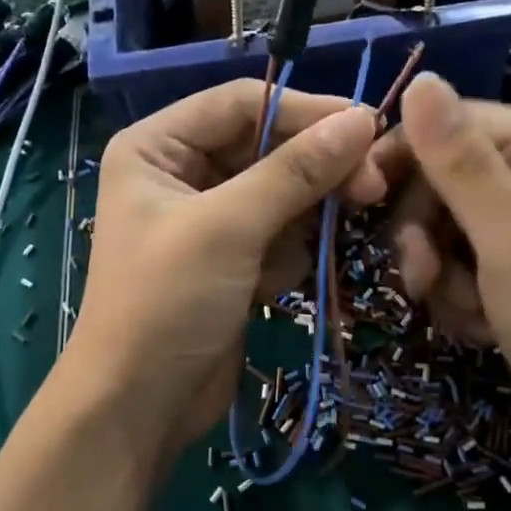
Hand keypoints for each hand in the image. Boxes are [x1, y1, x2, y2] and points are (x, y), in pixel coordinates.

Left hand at [63, 79, 385, 473]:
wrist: (139, 407)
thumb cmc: (166, 303)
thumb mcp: (229, 228)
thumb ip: (295, 171)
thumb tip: (361, 120)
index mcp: (157, 146)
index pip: (242, 103)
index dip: (305, 111)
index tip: (367, 127)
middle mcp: (181, 172)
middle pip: (267, 146)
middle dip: (313, 171)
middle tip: (371, 188)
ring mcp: (209, 218)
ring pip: (281, 192)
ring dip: (302, 219)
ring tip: (296, 256)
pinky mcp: (232, 259)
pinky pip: (279, 233)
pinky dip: (287, 255)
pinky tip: (272, 288)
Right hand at [374, 73, 510, 449]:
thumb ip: (462, 165)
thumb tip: (420, 80)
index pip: (446, 123)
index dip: (400, 160)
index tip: (363, 207)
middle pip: (436, 176)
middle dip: (423, 234)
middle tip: (425, 282)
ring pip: (437, 223)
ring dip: (438, 273)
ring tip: (467, 313)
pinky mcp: (510, 255)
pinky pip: (453, 257)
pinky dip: (455, 292)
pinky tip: (481, 323)